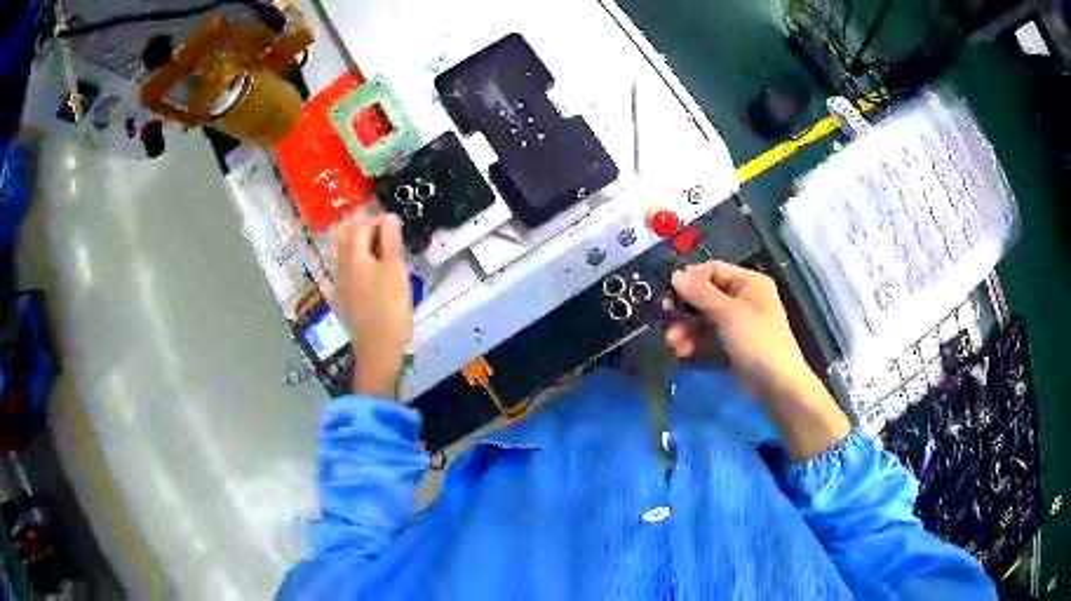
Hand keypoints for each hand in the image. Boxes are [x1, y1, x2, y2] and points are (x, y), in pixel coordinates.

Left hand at [332, 214, 412, 397]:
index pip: (361, 225)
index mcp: (353, 255)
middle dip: (362, 224)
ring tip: (376, 243)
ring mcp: (340, 280)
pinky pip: (344, 265)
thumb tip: (387, 216)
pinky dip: (355, 256)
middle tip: (382, 227)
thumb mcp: (395, 270)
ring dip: (356, 240)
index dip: (377, 218)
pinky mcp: (343, 294)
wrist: (376, 348)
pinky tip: (369, 266)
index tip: (393, 221)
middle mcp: (341, 264)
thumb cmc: (390, 307)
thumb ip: (390, 240)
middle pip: (346, 234)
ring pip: (342, 249)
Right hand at [665, 262, 809, 397]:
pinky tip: (681, 352)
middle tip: (664, 320)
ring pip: (704, 319)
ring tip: (671, 344)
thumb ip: (700, 293)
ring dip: (685, 329)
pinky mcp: (732, 344)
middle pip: (705, 296)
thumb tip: (675, 274)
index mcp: (748, 282)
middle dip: (684, 310)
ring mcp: (737, 323)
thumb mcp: (728, 313)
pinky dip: (694, 342)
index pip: (713, 270)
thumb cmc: (756, 340)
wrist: (776, 384)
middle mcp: (743, 298)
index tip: (669, 293)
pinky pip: (708, 337)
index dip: (690, 279)